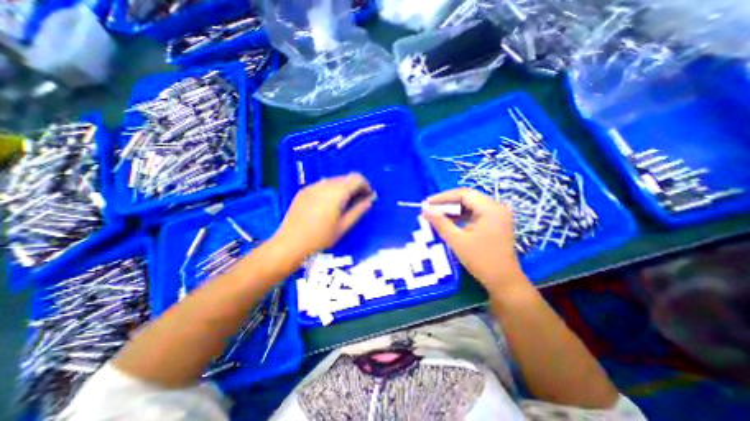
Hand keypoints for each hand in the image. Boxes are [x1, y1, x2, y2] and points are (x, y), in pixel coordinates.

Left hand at [274, 172, 372, 259]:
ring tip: (343, 204)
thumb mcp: (343, 226)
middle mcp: (325, 185)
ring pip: (334, 180)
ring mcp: (312, 186)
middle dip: (355, 186)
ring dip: (343, 188)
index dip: (366, 185)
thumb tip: (370, 200)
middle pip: (346, 177)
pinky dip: (331, 190)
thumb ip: (358, 211)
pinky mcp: (304, 191)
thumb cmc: (320, 238)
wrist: (290, 244)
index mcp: (337, 193)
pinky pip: (322, 184)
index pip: (357, 179)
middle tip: (357, 201)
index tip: (368, 196)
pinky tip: (328, 204)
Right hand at [425, 189, 521, 289]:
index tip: (427, 203)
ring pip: (470, 205)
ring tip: (436, 215)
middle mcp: (496, 207)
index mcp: (490, 209)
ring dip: (453, 209)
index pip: (463, 194)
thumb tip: (425, 210)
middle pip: (467, 198)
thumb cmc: (481, 260)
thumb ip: (440, 222)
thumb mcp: (457, 240)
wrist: (503, 282)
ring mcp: (497, 215)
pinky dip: (460, 216)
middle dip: (447, 203)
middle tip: (429, 209)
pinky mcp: (494, 223)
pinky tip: (449, 222)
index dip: (443, 197)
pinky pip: (474, 213)